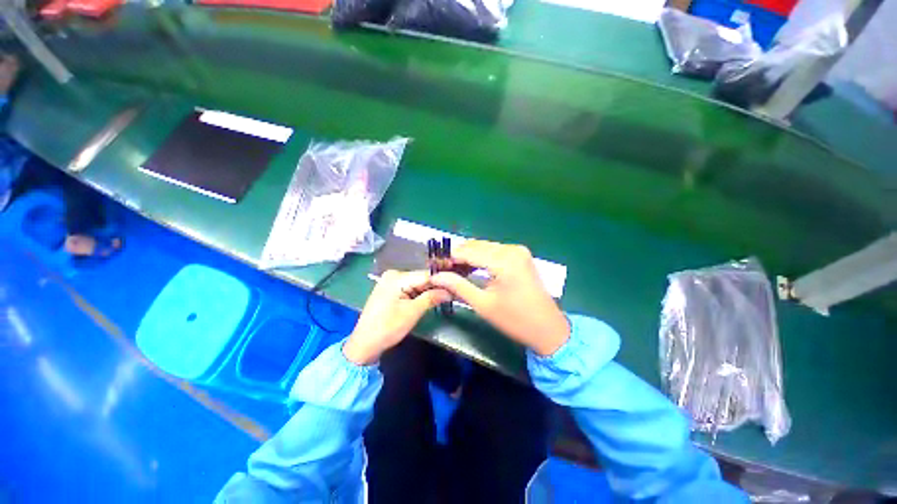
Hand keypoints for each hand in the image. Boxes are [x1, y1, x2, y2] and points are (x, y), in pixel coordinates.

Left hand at [343, 270, 450, 364]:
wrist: (364, 343)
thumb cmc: (387, 328)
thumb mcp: (412, 313)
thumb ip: (431, 298)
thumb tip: (450, 291)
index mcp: (397, 277)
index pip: (426, 275)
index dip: (443, 281)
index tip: (457, 287)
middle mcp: (394, 274)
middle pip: (422, 278)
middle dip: (436, 287)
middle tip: (453, 294)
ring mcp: (391, 281)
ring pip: (417, 283)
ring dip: (429, 291)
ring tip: (445, 297)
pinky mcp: (390, 289)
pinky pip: (410, 288)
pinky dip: (420, 294)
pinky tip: (430, 299)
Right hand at [431, 240, 569, 355]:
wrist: (548, 328)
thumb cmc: (515, 320)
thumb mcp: (483, 304)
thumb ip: (458, 286)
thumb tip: (436, 276)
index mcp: (504, 261)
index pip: (468, 251)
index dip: (448, 257)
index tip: (434, 265)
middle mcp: (512, 249)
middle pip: (476, 245)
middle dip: (457, 255)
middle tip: (442, 269)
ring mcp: (518, 250)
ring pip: (484, 247)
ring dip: (468, 256)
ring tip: (453, 269)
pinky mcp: (520, 255)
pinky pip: (494, 251)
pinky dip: (481, 257)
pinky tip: (471, 267)